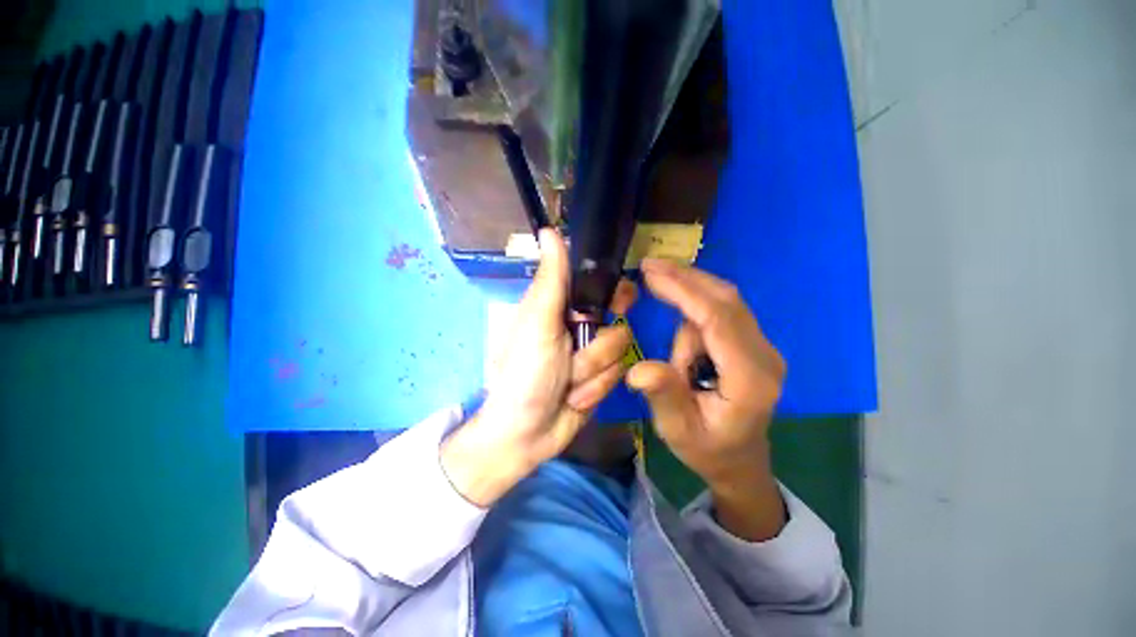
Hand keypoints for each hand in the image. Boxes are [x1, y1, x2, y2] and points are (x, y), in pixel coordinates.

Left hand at [442, 229, 635, 506]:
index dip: (614, 291)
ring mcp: (593, 356)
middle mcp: (579, 328)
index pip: (599, 286)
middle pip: (618, 319)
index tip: (621, 301)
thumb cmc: (525, 373)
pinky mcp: (602, 381)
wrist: (526, 433)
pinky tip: (575, 399)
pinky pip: (617, 375)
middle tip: (584, 351)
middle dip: (602, 342)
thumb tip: (550, 229)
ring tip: (567, 383)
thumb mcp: (537, 323)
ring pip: (619, 350)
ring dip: (592, 371)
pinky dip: (595, 389)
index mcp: (561, 308)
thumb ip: (551, 279)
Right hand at [627, 258, 786, 540]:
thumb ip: (663, 396)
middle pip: (727, 300)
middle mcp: (764, 355)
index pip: (718, 321)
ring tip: (677, 365)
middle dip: (686, 279)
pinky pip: (721, 314)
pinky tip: (686, 354)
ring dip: (688, 311)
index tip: (650, 273)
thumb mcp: (678, 430)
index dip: (684, 291)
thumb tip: (639, 369)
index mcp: (749, 379)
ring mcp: (762, 347)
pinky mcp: (752, 344)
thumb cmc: (707, 449)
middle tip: (649, 267)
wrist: (739, 460)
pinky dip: (695, 314)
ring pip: (724, 303)